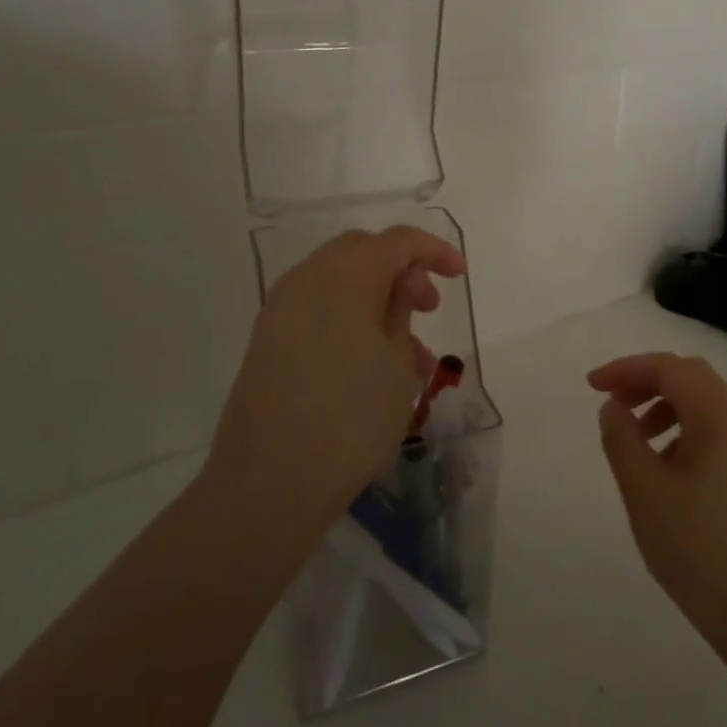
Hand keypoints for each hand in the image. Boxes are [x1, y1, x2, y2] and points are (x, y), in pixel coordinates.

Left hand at [202, 226, 466, 552]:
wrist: (268, 485)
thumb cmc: (351, 419)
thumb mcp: (396, 363)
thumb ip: (401, 309)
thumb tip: (402, 281)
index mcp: (343, 276)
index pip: (396, 241)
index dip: (434, 250)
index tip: (460, 275)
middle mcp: (305, 280)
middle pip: (362, 252)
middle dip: (402, 270)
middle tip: (428, 307)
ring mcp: (280, 311)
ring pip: (339, 282)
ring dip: (378, 300)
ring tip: (411, 355)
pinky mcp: (267, 341)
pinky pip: (318, 309)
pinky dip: (350, 318)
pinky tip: (374, 366)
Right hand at [590, 354, 726, 660]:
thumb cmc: (697, 548)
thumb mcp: (645, 491)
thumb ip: (622, 440)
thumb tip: (613, 407)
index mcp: (717, 418)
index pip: (670, 368)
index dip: (627, 368)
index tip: (592, 386)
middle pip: (690, 377)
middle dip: (647, 380)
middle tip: (614, 403)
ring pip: (702, 405)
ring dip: (663, 405)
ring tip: (634, 437)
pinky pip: (711, 432)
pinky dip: (680, 431)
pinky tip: (662, 469)